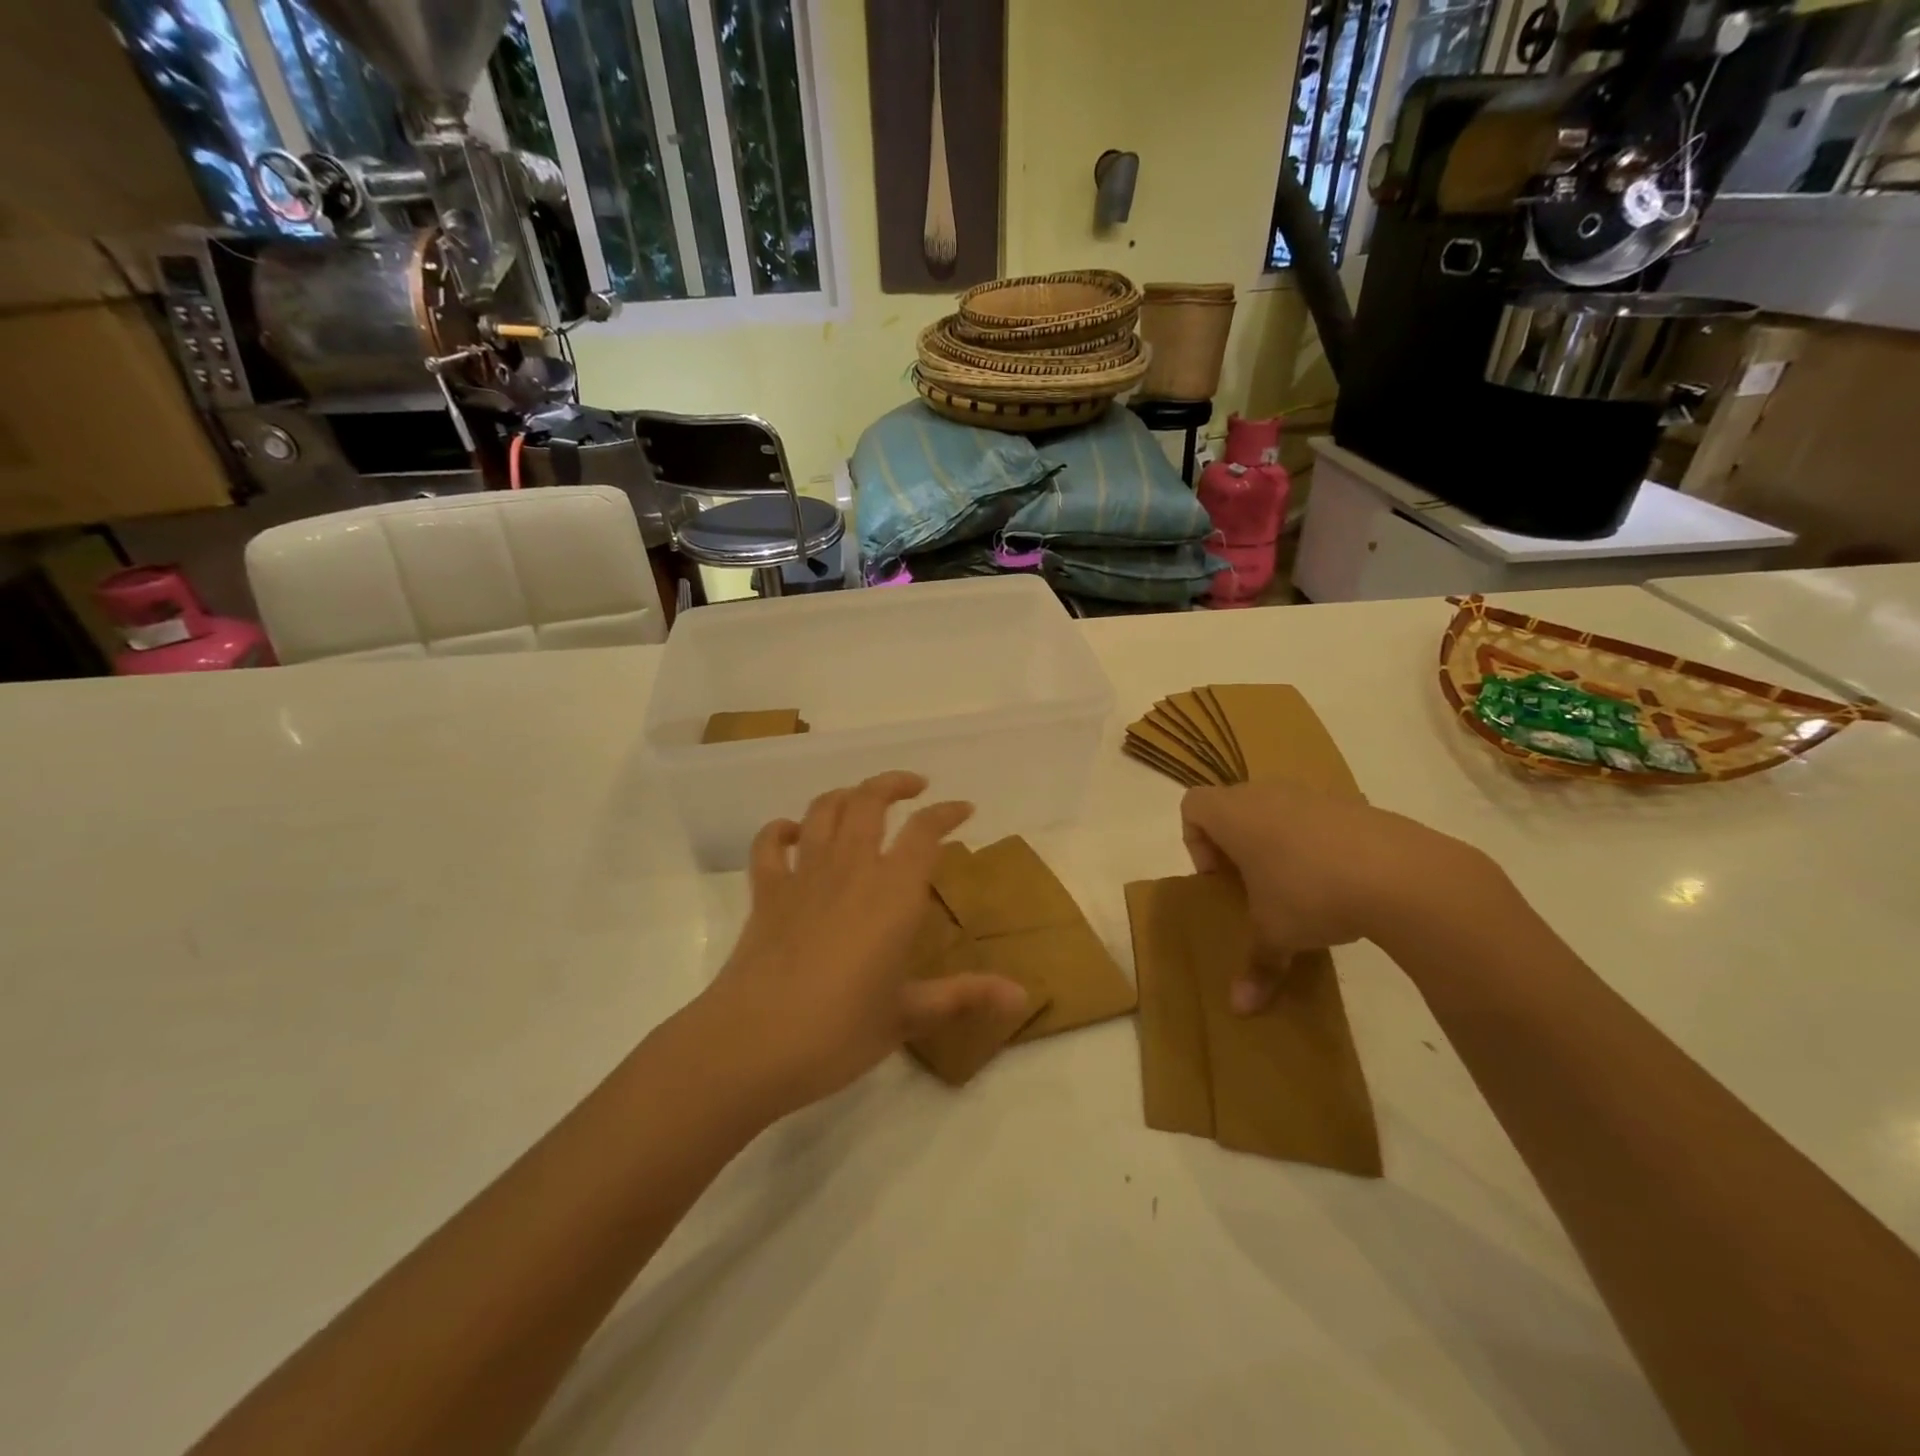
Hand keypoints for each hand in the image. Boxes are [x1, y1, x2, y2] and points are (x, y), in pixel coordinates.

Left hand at [705, 772, 1026, 1112]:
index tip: (963, 809)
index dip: (947, 813)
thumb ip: (963, 995)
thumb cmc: (839, 1031)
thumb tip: (1022, 994)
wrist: (753, 1044)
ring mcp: (803, 875)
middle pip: (870, 800)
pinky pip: (770, 843)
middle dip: (895, 784)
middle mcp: (851, 868)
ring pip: (823, 810)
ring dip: (846, 795)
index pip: (925, 831)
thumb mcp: (908, 1015)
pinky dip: (781, 829)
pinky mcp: (766, 892)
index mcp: (893, 892)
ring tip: (862, 800)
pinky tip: (793, 833)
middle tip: (915, 787)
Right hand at [1180, 781, 1508, 1012]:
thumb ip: (1256, 965)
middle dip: (1236, 845)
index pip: (1193, 806)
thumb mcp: (1276, 934)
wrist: (1402, 874)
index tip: (1220, 879)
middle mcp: (1267, 794)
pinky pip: (1318, 819)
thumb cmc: (1310, 893)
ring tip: (1297, 887)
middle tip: (1252, 886)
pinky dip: (1317, 844)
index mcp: (1235, 815)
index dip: (1196, 842)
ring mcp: (1313, 795)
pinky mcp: (1354, 805)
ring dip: (1277, 843)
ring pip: (1278, 810)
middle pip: (1234, 806)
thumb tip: (1239, 1009)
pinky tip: (1339, 883)